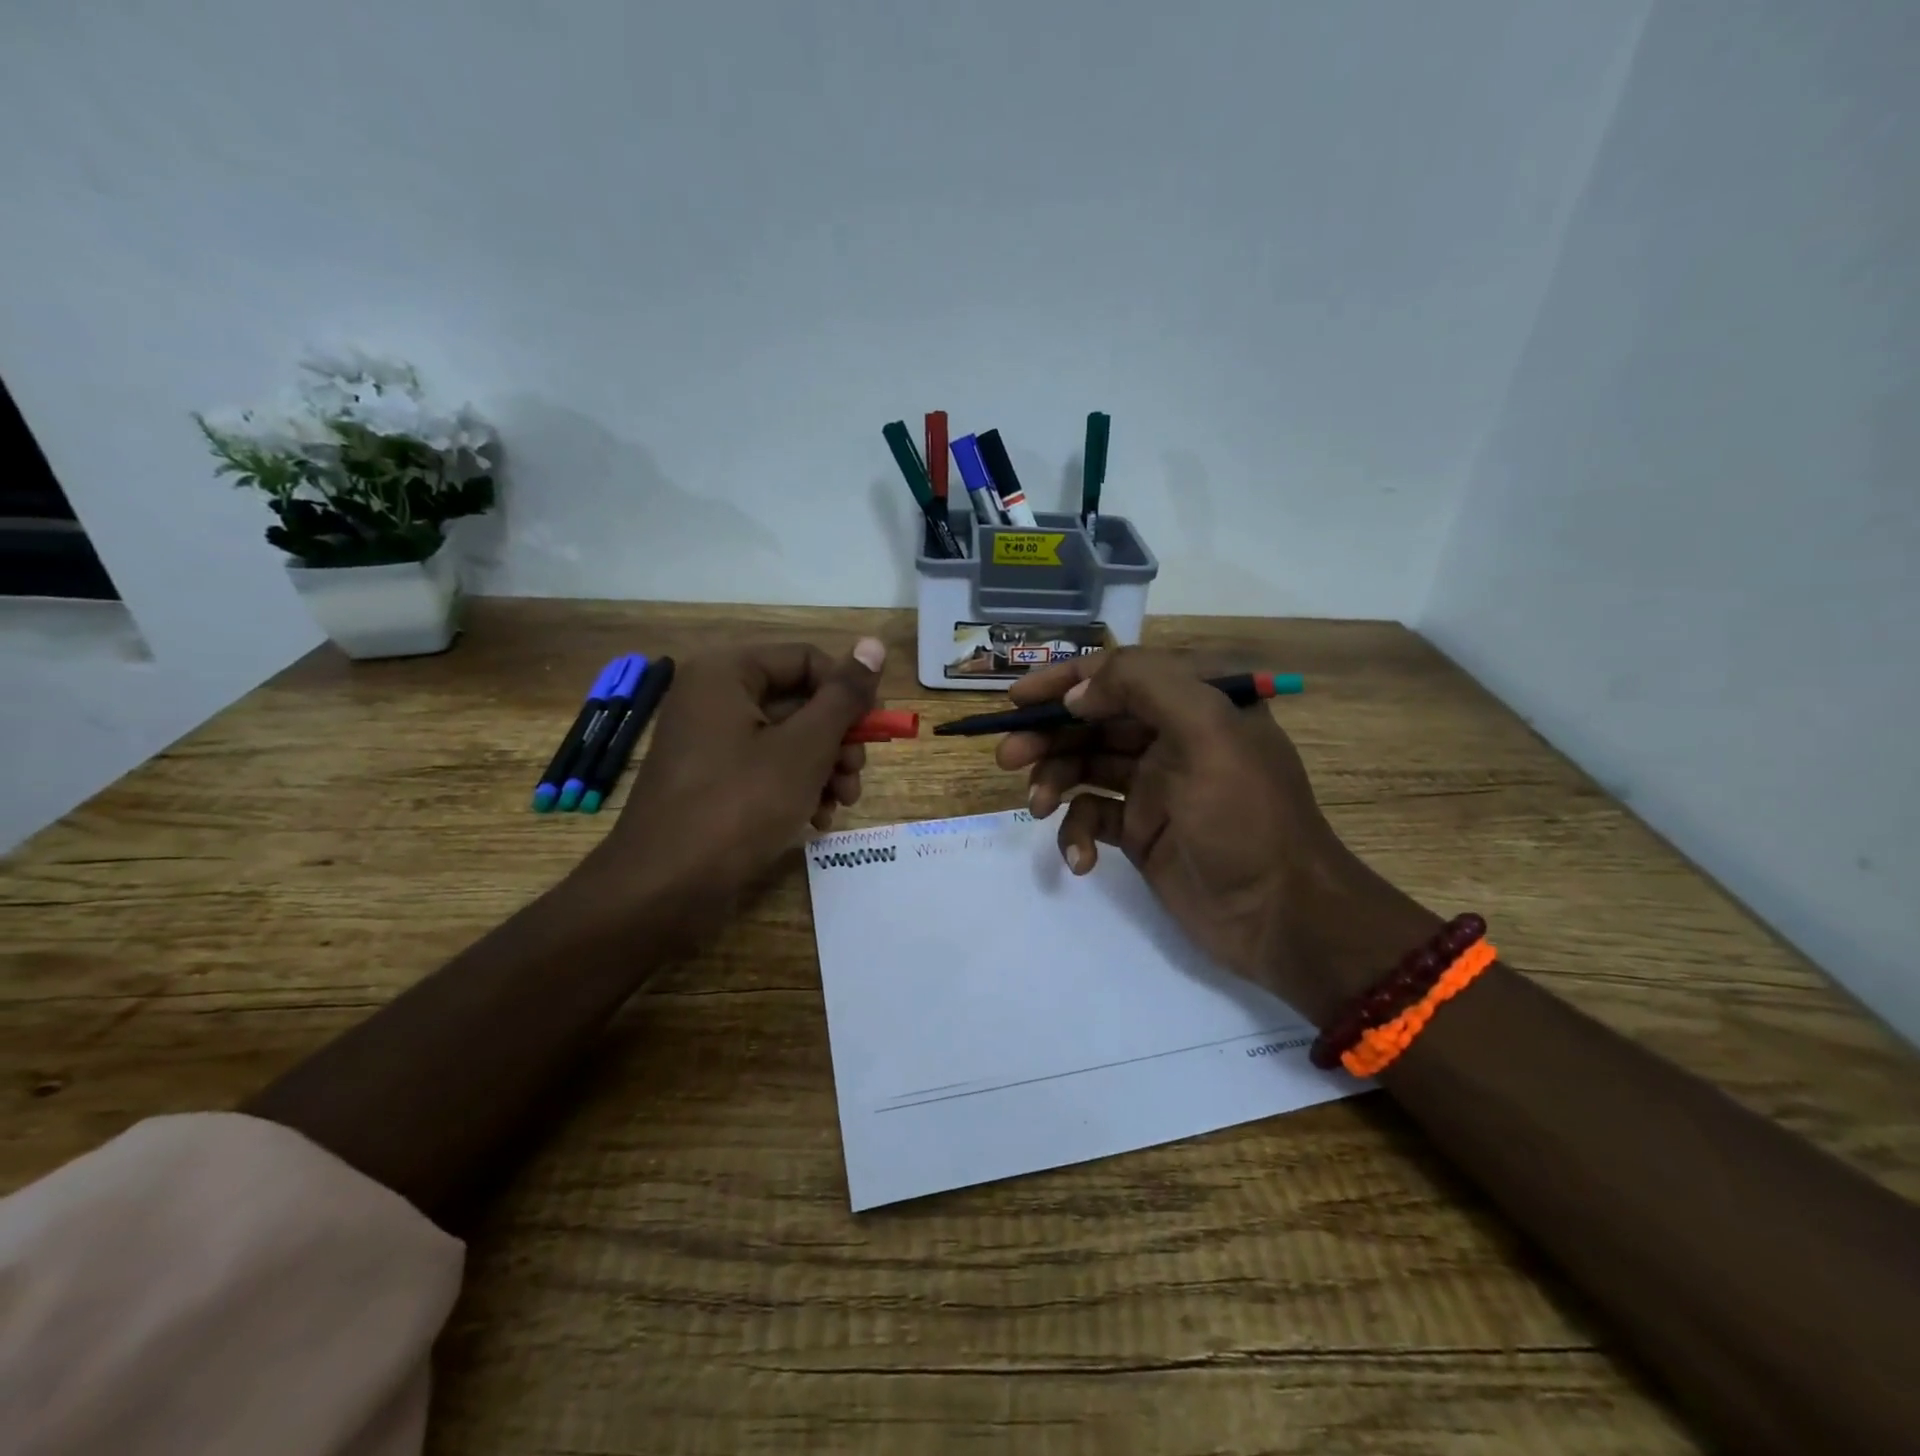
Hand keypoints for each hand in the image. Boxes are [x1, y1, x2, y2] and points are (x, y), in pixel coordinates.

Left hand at [582, 638, 885, 946]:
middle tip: (855, 775)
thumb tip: (873, 644)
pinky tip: (816, 819)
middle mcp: (713, 698)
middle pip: (798, 701)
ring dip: (824, 768)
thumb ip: (843, 696)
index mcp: (726, 674)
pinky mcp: (710, 780)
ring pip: (787, 739)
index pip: (806, 660)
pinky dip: (796, 787)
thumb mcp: (804, 748)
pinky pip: (765, 768)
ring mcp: (708, 742)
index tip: (873, 731)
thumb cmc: (739, 805)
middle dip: (837, 740)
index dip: (846, 692)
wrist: (665, 889)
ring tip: (841, 803)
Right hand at [996, 650, 1438, 1025]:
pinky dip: (1076, 833)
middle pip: (1092, 722)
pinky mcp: (1141, 832)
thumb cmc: (1247, 818)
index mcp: (1195, 704)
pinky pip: (1093, 817)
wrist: (1281, 917)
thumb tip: (1077, 693)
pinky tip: (1078, 859)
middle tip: (1007, 756)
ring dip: (1054, 782)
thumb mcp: (1208, 732)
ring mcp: (1154, 787)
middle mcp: (1172, 738)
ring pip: (1085, 767)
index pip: (1119, 674)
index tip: (1017, 700)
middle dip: (1047, 735)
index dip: (1065, 681)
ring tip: (1038, 807)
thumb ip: (1144, 687)